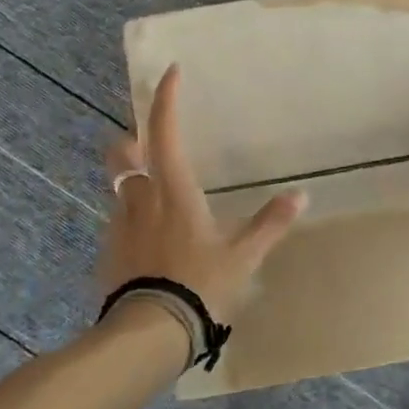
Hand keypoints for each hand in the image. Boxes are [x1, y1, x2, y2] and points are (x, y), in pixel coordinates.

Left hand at [99, 64, 306, 325]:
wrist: (147, 335)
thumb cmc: (199, 286)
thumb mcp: (242, 256)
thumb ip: (269, 224)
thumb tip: (301, 195)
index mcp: (174, 191)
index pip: (165, 133)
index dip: (166, 100)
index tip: (171, 72)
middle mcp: (140, 199)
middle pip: (122, 155)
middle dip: (131, 141)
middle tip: (147, 144)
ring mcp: (118, 227)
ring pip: (119, 188)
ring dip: (132, 181)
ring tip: (155, 196)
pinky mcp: (107, 253)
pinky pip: (117, 222)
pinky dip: (131, 218)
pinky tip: (148, 240)